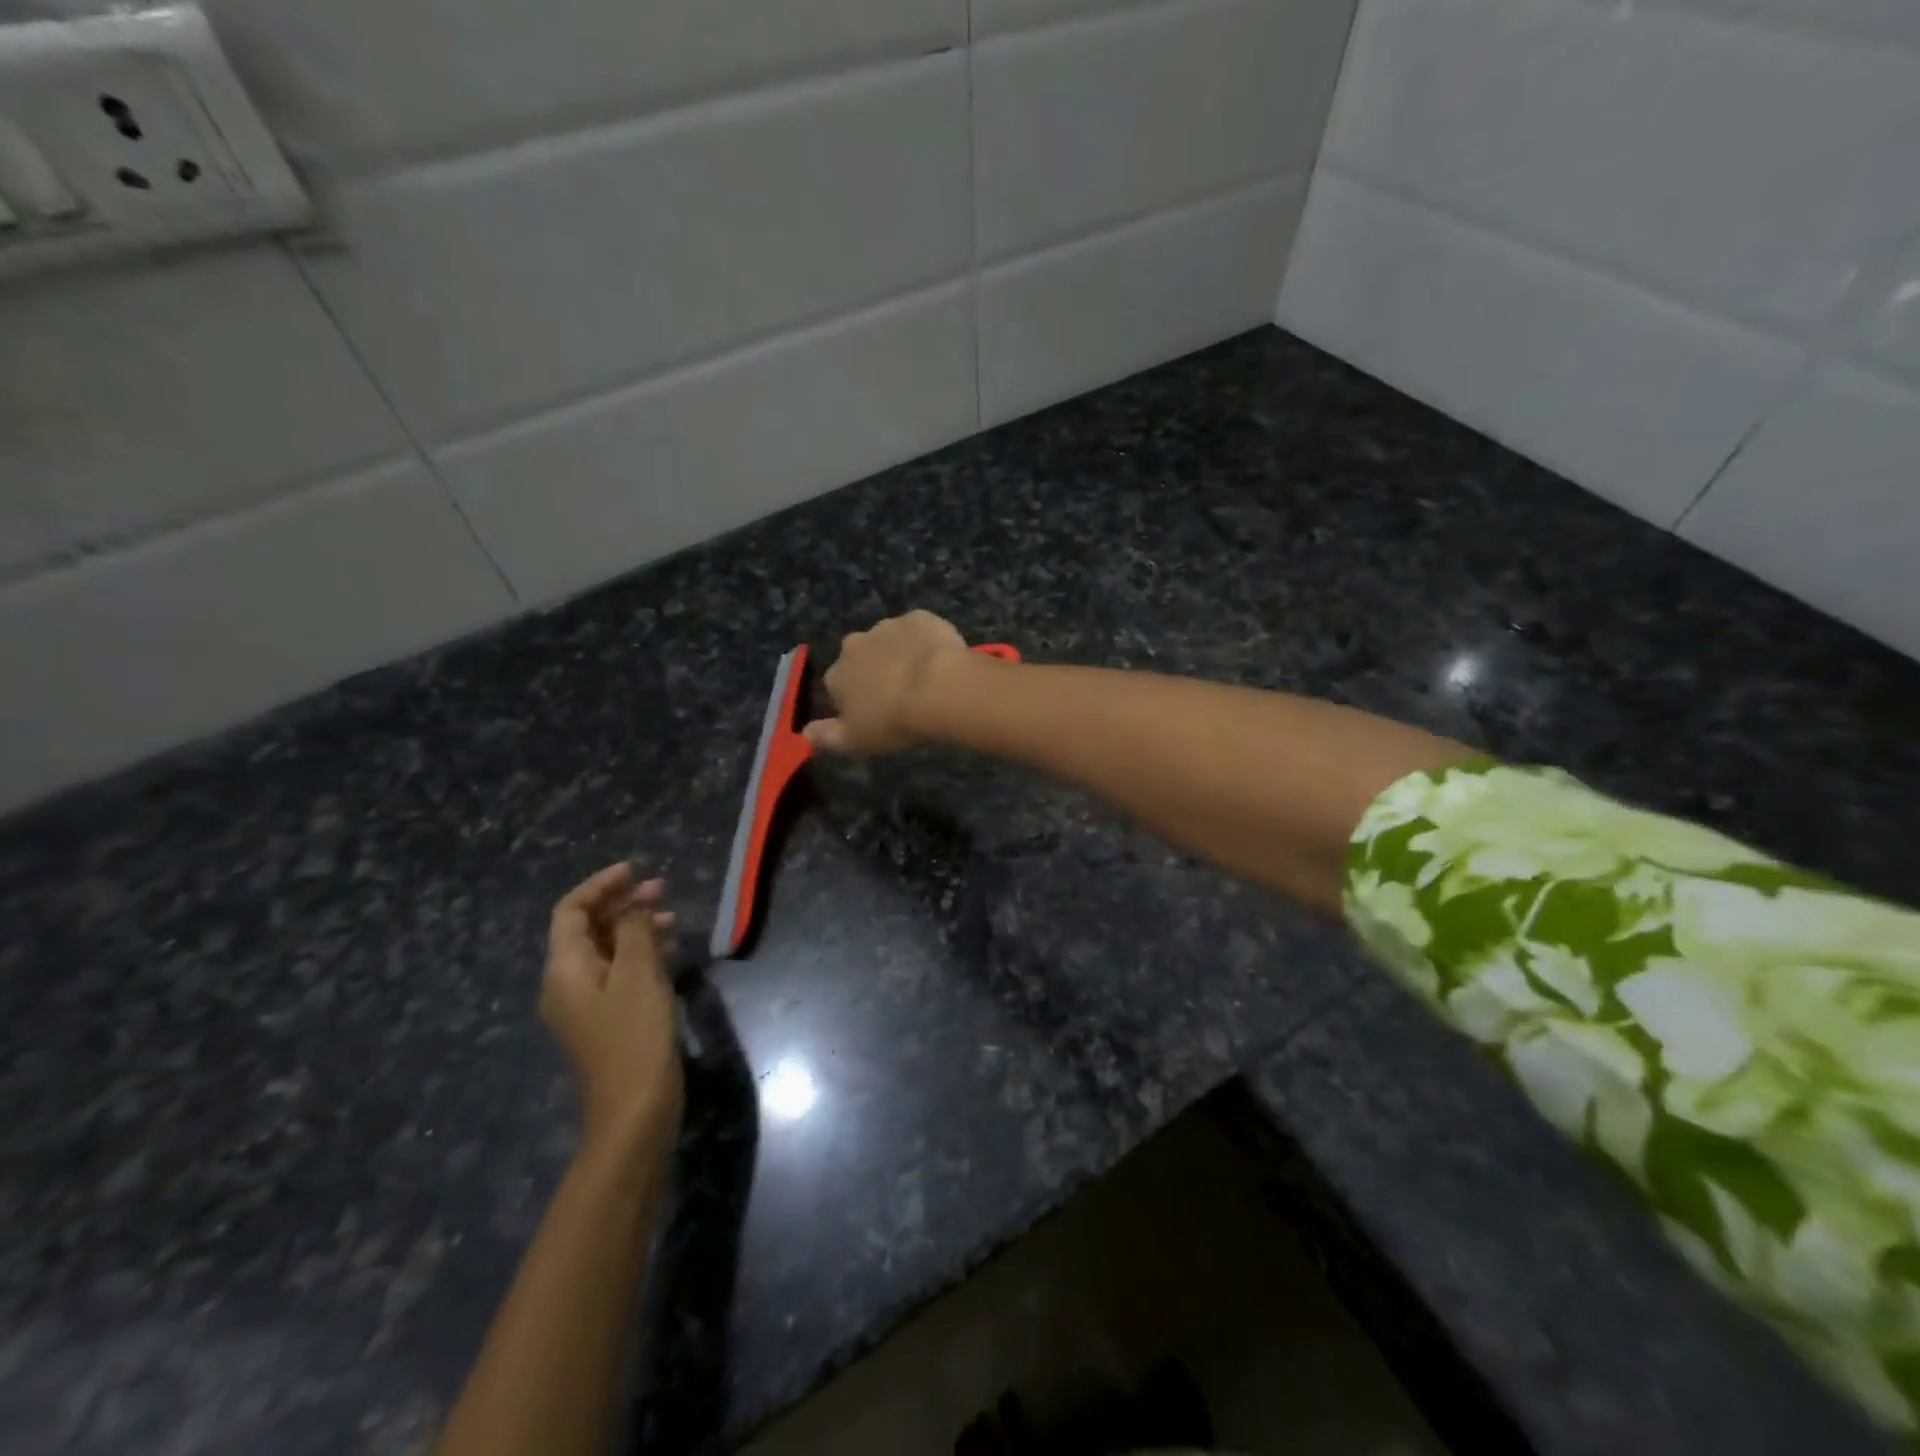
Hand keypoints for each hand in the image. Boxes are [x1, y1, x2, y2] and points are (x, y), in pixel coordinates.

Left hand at [540, 863, 683, 1157]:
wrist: (635, 1110)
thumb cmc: (634, 1036)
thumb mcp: (638, 975)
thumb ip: (634, 932)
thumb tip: (634, 907)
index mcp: (564, 970)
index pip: (571, 912)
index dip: (600, 886)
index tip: (636, 870)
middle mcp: (567, 984)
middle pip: (588, 930)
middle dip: (622, 904)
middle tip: (662, 889)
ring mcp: (586, 1005)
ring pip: (607, 951)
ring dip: (636, 928)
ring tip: (673, 918)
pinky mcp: (607, 1021)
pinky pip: (619, 974)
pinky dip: (641, 954)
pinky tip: (670, 951)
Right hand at [804, 610, 970, 755]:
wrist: (939, 688)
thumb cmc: (894, 720)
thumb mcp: (856, 741)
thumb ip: (827, 737)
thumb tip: (805, 733)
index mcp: (836, 675)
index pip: (838, 686)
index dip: (856, 700)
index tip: (876, 713)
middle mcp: (854, 644)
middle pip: (861, 658)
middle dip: (874, 670)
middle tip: (900, 693)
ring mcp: (887, 626)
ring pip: (889, 640)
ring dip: (900, 653)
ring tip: (924, 677)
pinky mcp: (918, 617)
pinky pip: (918, 629)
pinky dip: (925, 640)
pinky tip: (940, 659)